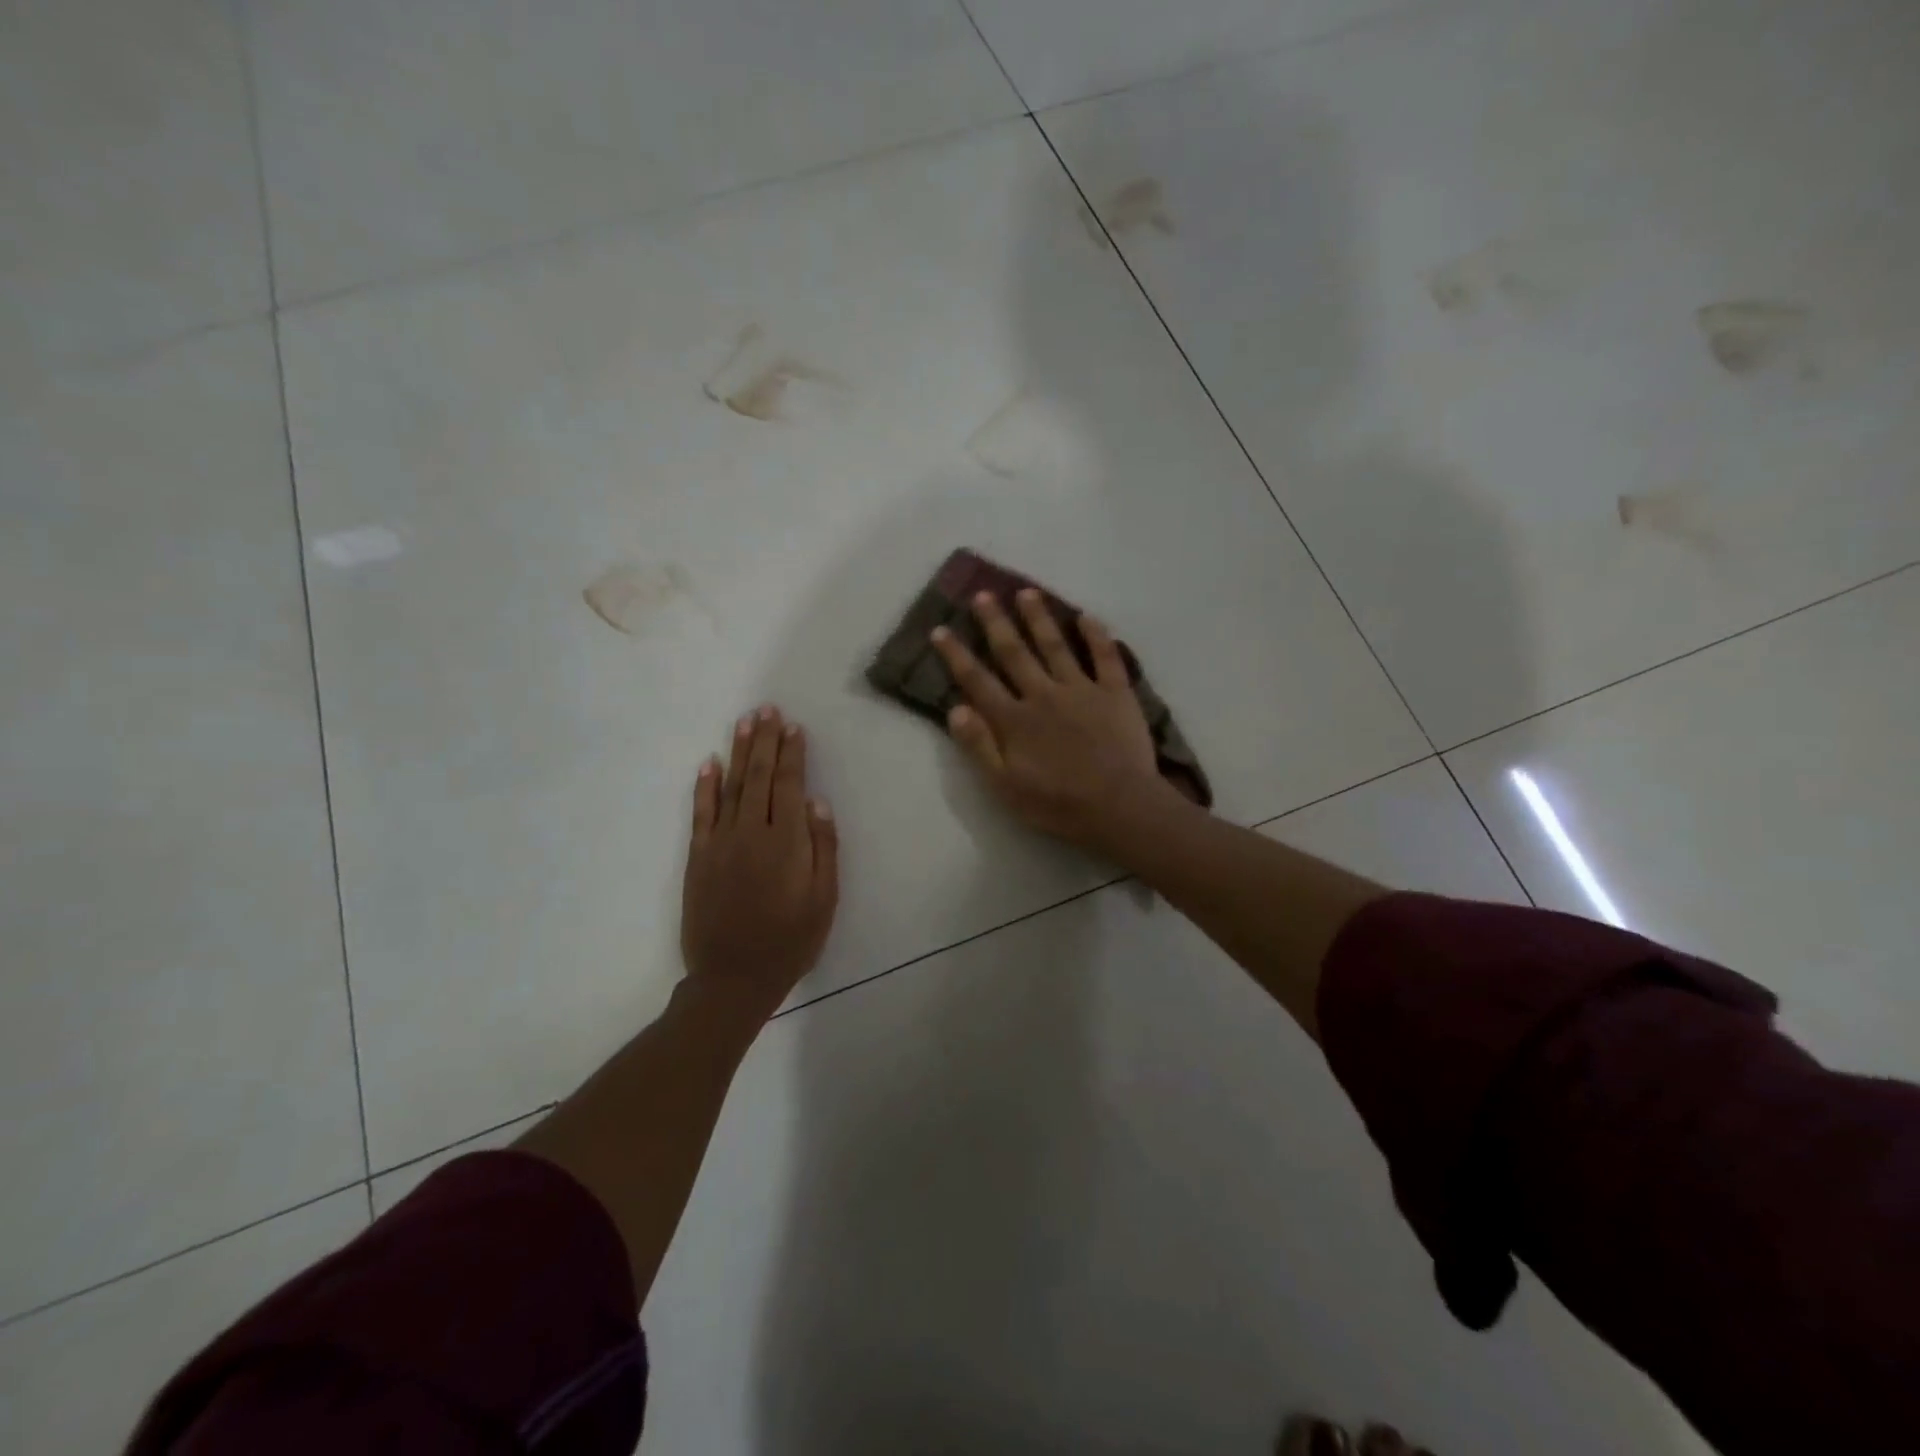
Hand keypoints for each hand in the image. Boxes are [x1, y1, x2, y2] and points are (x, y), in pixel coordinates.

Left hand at [681, 705, 838, 1019]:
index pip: (788, 785)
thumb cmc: (790, 941)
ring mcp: (720, 843)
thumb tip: (817, 803)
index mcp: (786, 842)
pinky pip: (701, 813)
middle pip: (759, 776)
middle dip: (764, 740)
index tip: (793, 727)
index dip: (792, 754)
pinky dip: (705, 786)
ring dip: (738, 752)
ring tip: (744, 722)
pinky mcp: (698, 857)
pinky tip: (709, 764)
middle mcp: (751, 833)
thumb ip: (823, 849)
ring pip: (730, 786)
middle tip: (767, 709)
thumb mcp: (824, 900)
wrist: (733, 978)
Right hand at [932, 590, 1184, 854]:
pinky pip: (1105, 656)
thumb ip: (979, 745)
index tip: (940, 629)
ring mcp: (1081, 689)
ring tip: (1027, 592)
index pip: (978, 680)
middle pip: (1014, 652)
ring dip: (1039, 617)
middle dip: (996, 622)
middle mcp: (1043, 694)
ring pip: (1055, 645)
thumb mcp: (1005, 786)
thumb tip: (955, 708)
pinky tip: (1086, 615)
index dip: (957, 655)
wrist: (1118, 807)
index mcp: (1014, 719)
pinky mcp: (1115, 693)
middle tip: (983, 594)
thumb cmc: (1058, 803)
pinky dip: (1096, 634)